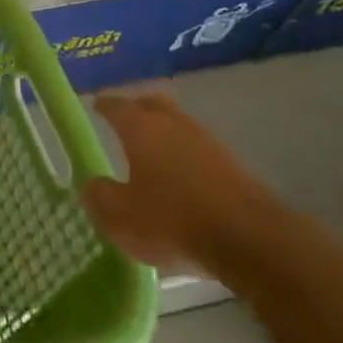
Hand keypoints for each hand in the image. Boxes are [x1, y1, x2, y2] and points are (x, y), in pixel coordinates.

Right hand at [79, 91, 282, 273]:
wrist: (250, 239)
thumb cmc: (172, 219)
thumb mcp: (120, 216)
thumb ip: (99, 196)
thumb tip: (92, 183)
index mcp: (141, 129)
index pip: (117, 106)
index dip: (104, 104)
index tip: (95, 104)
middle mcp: (174, 125)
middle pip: (153, 104)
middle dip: (137, 107)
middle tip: (124, 117)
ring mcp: (208, 143)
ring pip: (179, 124)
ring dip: (165, 130)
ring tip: (152, 147)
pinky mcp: (233, 165)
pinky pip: (199, 149)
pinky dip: (185, 154)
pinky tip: (181, 173)